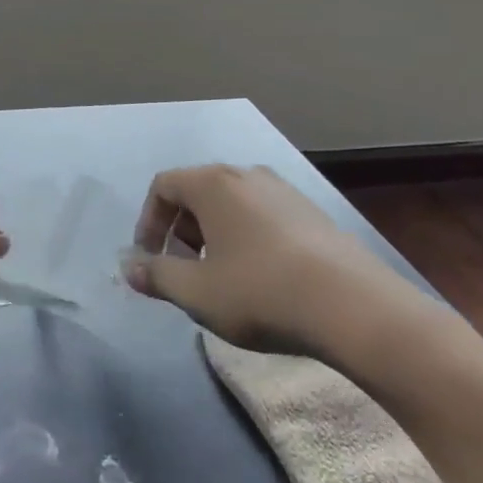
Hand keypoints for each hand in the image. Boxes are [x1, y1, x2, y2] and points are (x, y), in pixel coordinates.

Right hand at [123, 165, 434, 365]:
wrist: (354, 307)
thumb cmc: (261, 292)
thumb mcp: (197, 292)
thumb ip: (157, 276)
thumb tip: (128, 268)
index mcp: (212, 183)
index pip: (163, 185)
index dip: (148, 221)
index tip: (151, 258)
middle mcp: (246, 174)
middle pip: (197, 191)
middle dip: (180, 229)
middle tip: (183, 269)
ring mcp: (283, 190)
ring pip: (231, 203)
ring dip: (214, 234)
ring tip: (221, 276)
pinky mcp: (312, 212)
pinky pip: (262, 214)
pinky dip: (246, 236)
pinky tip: (262, 277)